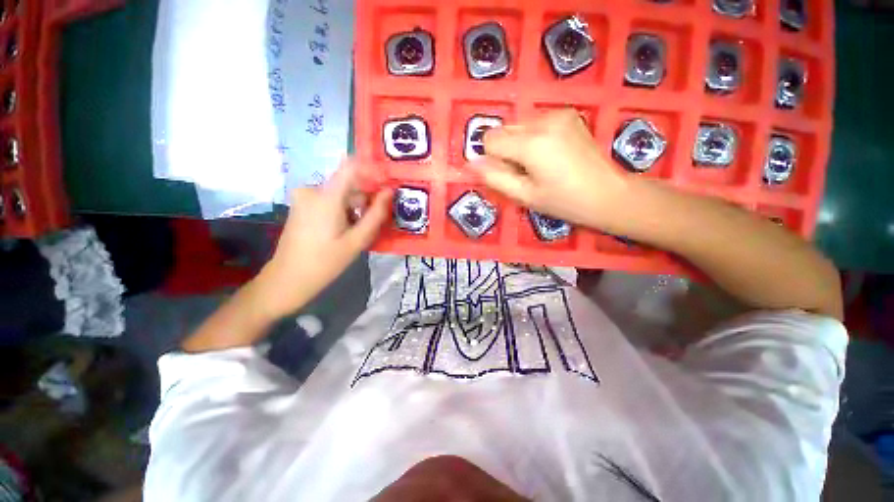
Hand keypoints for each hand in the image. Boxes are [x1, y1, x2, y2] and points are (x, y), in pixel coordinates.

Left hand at [258, 160, 391, 318]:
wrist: (289, 278)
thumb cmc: (326, 262)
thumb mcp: (357, 240)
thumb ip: (375, 214)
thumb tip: (389, 192)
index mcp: (326, 197)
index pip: (351, 166)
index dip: (371, 171)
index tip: (386, 184)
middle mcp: (313, 189)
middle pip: (348, 183)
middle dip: (365, 198)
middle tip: (375, 220)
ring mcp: (305, 197)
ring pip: (340, 193)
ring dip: (354, 206)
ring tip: (359, 229)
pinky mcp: (302, 204)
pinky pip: (329, 199)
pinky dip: (342, 209)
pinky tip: (345, 229)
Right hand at [471, 109, 631, 229]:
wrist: (607, 193)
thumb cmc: (563, 201)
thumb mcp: (524, 196)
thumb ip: (494, 178)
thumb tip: (471, 163)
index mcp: (531, 144)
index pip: (490, 139)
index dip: (492, 159)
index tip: (508, 174)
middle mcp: (543, 121)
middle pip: (503, 130)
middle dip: (505, 151)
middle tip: (525, 172)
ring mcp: (557, 114)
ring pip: (518, 126)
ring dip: (519, 144)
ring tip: (540, 164)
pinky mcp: (567, 114)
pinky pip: (535, 123)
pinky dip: (533, 138)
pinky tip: (550, 154)